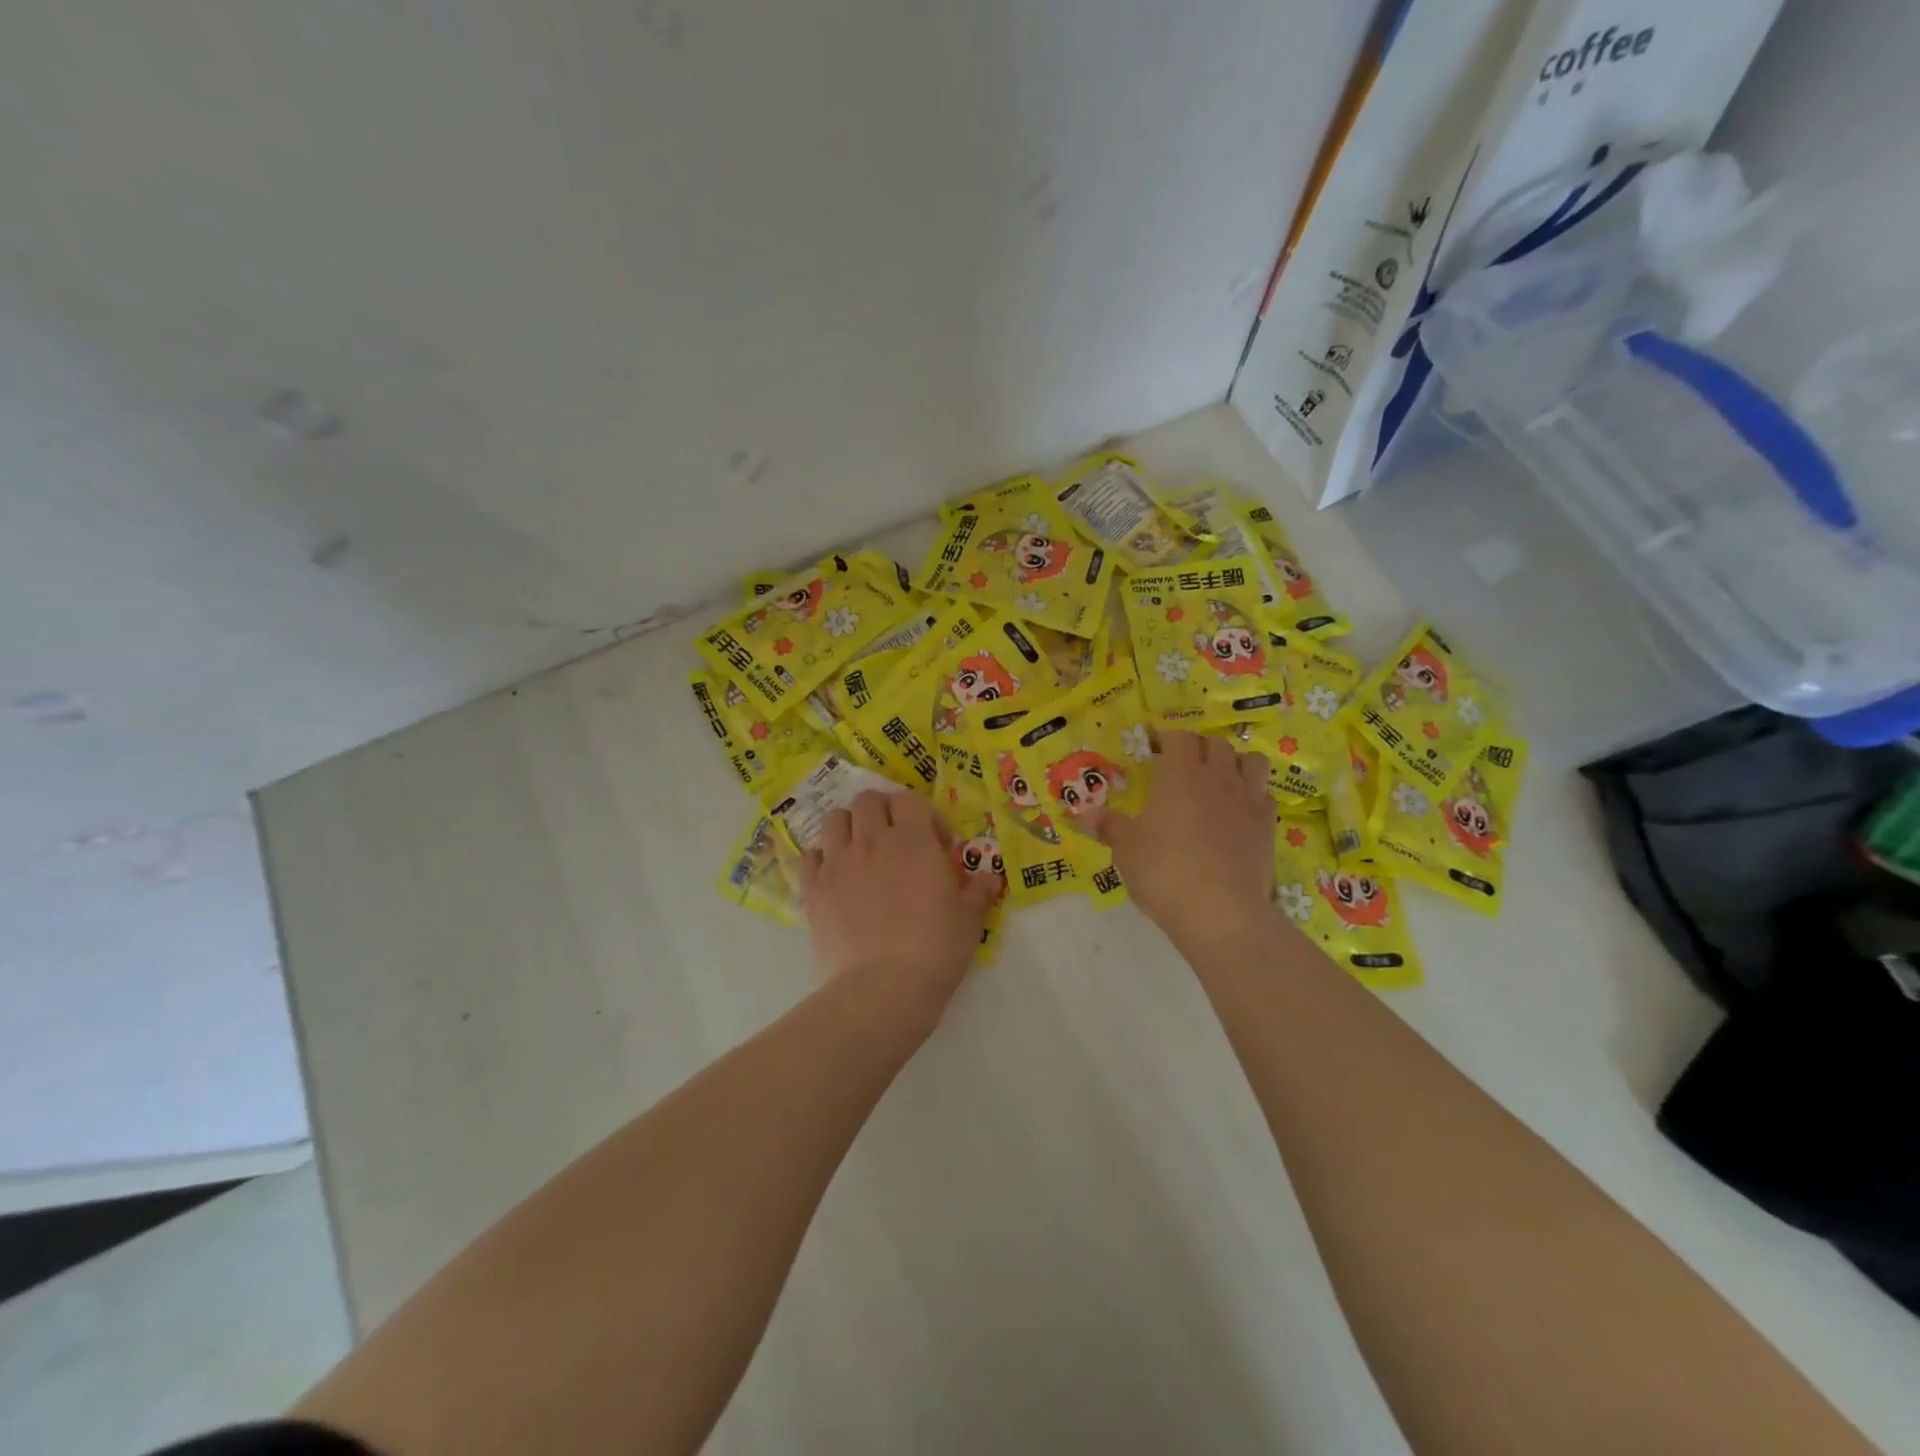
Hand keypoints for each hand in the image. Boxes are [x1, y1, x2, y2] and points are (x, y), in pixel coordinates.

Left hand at [800, 790, 997, 1018]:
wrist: (883, 988)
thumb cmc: (935, 949)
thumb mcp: (969, 920)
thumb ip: (978, 891)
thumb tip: (990, 878)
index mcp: (912, 840)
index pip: (909, 800)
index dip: (924, 814)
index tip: (937, 843)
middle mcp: (871, 841)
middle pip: (868, 800)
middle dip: (883, 811)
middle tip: (897, 839)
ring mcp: (837, 863)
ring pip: (834, 819)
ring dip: (849, 827)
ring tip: (862, 851)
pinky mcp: (813, 889)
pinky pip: (810, 856)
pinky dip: (821, 859)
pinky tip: (835, 877)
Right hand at [1083, 731, 1272, 951]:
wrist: (1221, 911)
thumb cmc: (1164, 871)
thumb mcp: (1126, 849)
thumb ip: (1108, 826)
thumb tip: (1083, 815)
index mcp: (1180, 774)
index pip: (1178, 737)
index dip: (1166, 737)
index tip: (1152, 748)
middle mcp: (1217, 777)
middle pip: (1215, 743)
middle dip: (1198, 748)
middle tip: (1182, 765)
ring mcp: (1248, 800)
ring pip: (1251, 761)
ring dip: (1234, 763)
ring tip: (1218, 780)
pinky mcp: (1268, 826)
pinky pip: (1264, 795)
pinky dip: (1253, 795)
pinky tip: (1239, 812)